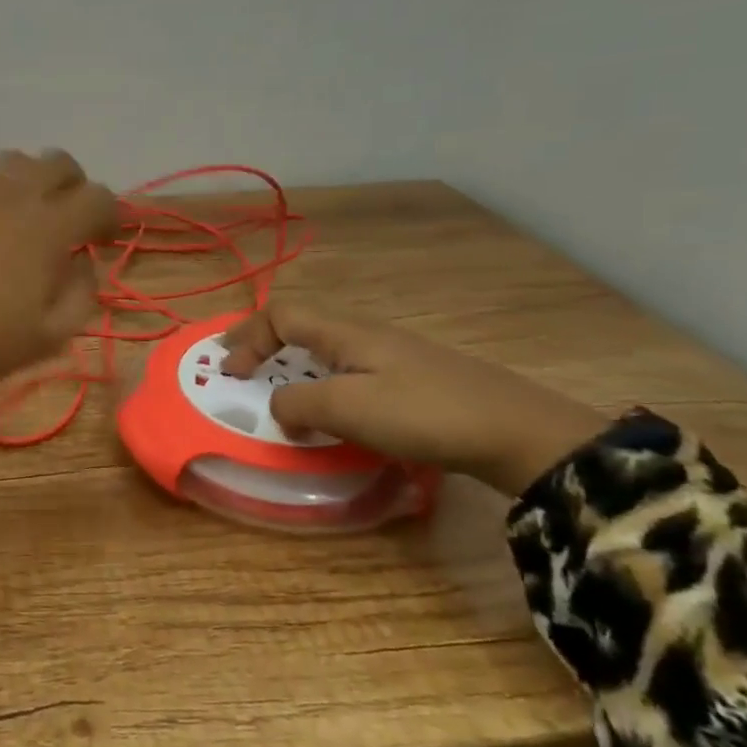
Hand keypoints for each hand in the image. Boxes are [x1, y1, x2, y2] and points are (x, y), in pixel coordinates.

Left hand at [0, 150, 119, 380]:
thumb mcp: (50, 336)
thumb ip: (82, 295)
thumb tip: (85, 263)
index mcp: (50, 227)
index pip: (99, 198)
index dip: (111, 216)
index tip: (102, 240)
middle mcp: (18, 194)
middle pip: (61, 163)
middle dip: (74, 187)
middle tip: (67, 217)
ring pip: (18, 160)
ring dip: (32, 181)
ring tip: (24, 211)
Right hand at [220, 303, 606, 495]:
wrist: (517, 432)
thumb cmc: (424, 414)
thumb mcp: (348, 409)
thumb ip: (298, 403)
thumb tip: (277, 407)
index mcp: (346, 332)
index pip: (281, 314)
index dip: (248, 337)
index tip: (229, 373)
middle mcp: (365, 334)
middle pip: (302, 323)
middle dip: (263, 342)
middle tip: (240, 368)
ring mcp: (393, 355)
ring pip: (326, 347)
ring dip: (292, 363)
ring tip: (277, 390)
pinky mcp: (412, 380)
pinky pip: (348, 370)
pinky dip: (321, 382)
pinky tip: (332, 411)